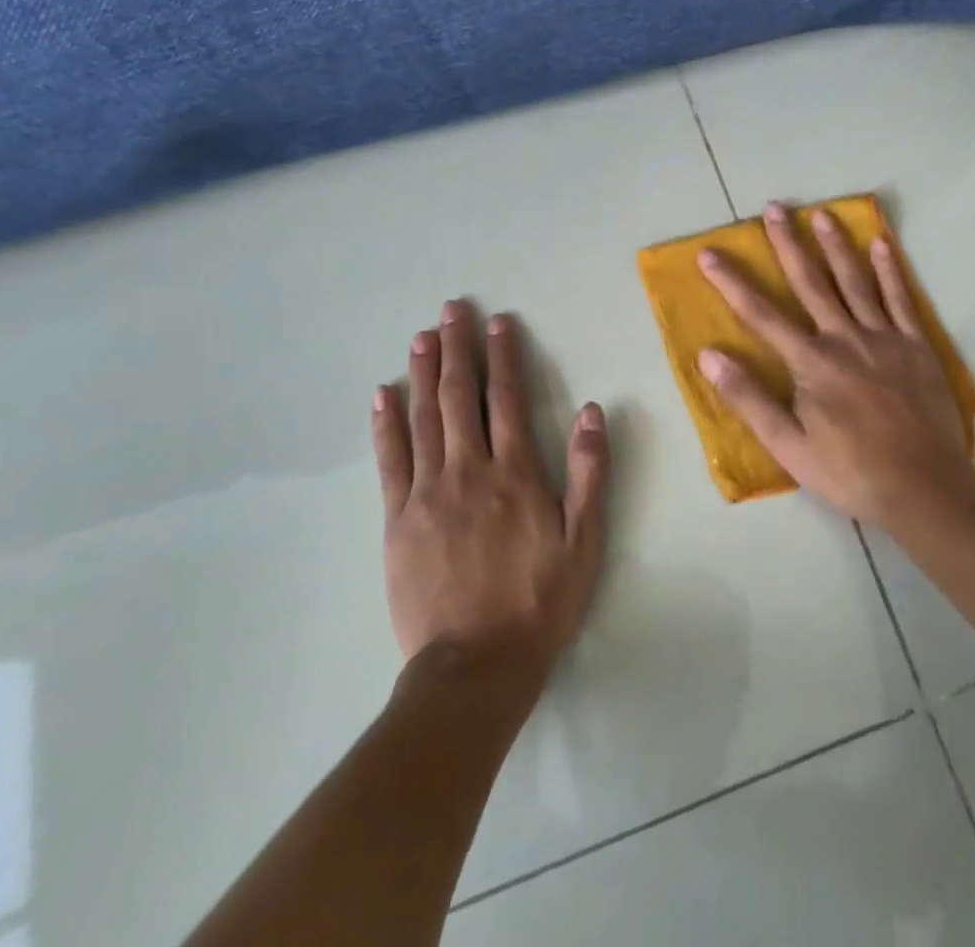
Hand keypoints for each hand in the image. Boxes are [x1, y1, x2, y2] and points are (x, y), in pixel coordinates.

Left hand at [372, 301, 610, 677]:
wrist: (476, 665)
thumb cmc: (539, 600)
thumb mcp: (584, 540)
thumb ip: (589, 472)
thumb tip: (592, 410)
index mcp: (515, 472)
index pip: (506, 398)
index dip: (502, 356)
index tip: (497, 323)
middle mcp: (468, 470)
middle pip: (458, 396)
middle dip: (456, 348)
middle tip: (451, 310)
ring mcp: (427, 492)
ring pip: (422, 418)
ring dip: (422, 372)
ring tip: (421, 336)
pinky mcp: (397, 519)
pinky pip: (389, 460)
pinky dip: (385, 424)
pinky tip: (383, 395)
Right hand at [696, 202, 974, 527]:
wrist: (924, 487)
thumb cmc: (849, 471)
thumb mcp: (788, 446)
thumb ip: (749, 398)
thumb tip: (709, 356)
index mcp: (811, 362)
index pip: (761, 313)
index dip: (732, 282)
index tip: (710, 253)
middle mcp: (844, 338)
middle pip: (811, 282)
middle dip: (788, 243)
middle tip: (774, 207)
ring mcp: (884, 337)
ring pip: (855, 281)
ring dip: (836, 245)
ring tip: (821, 214)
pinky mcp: (916, 345)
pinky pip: (901, 299)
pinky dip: (890, 270)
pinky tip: (881, 245)